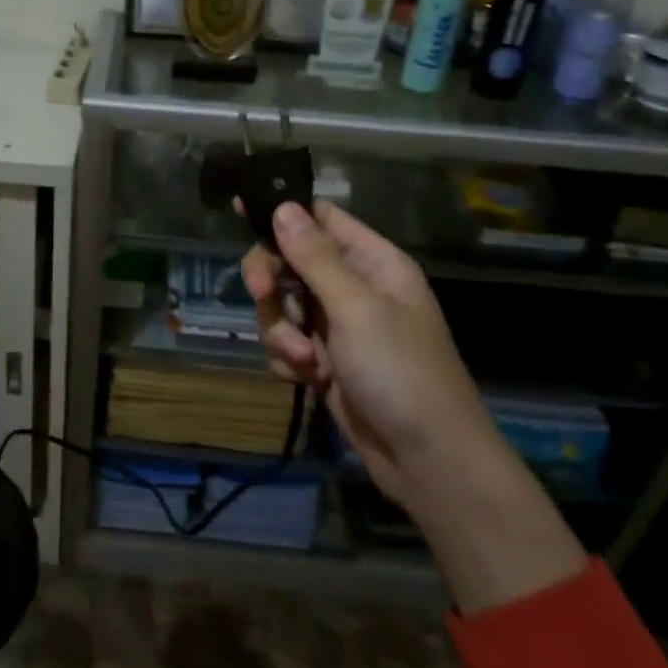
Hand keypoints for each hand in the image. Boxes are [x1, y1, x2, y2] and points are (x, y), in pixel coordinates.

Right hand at [244, 200, 586, 613]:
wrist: (427, 461)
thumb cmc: (401, 373)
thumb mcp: (356, 308)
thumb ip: (314, 257)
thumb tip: (283, 206)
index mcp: (373, 262)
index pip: (320, 218)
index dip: (282, 213)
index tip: (240, 211)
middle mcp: (354, 287)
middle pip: (290, 262)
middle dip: (272, 283)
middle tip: (260, 294)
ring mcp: (338, 326)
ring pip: (282, 306)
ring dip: (281, 331)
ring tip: (307, 361)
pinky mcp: (324, 361)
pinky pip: (286, 343)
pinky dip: (288, 359)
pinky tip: (306, 379)